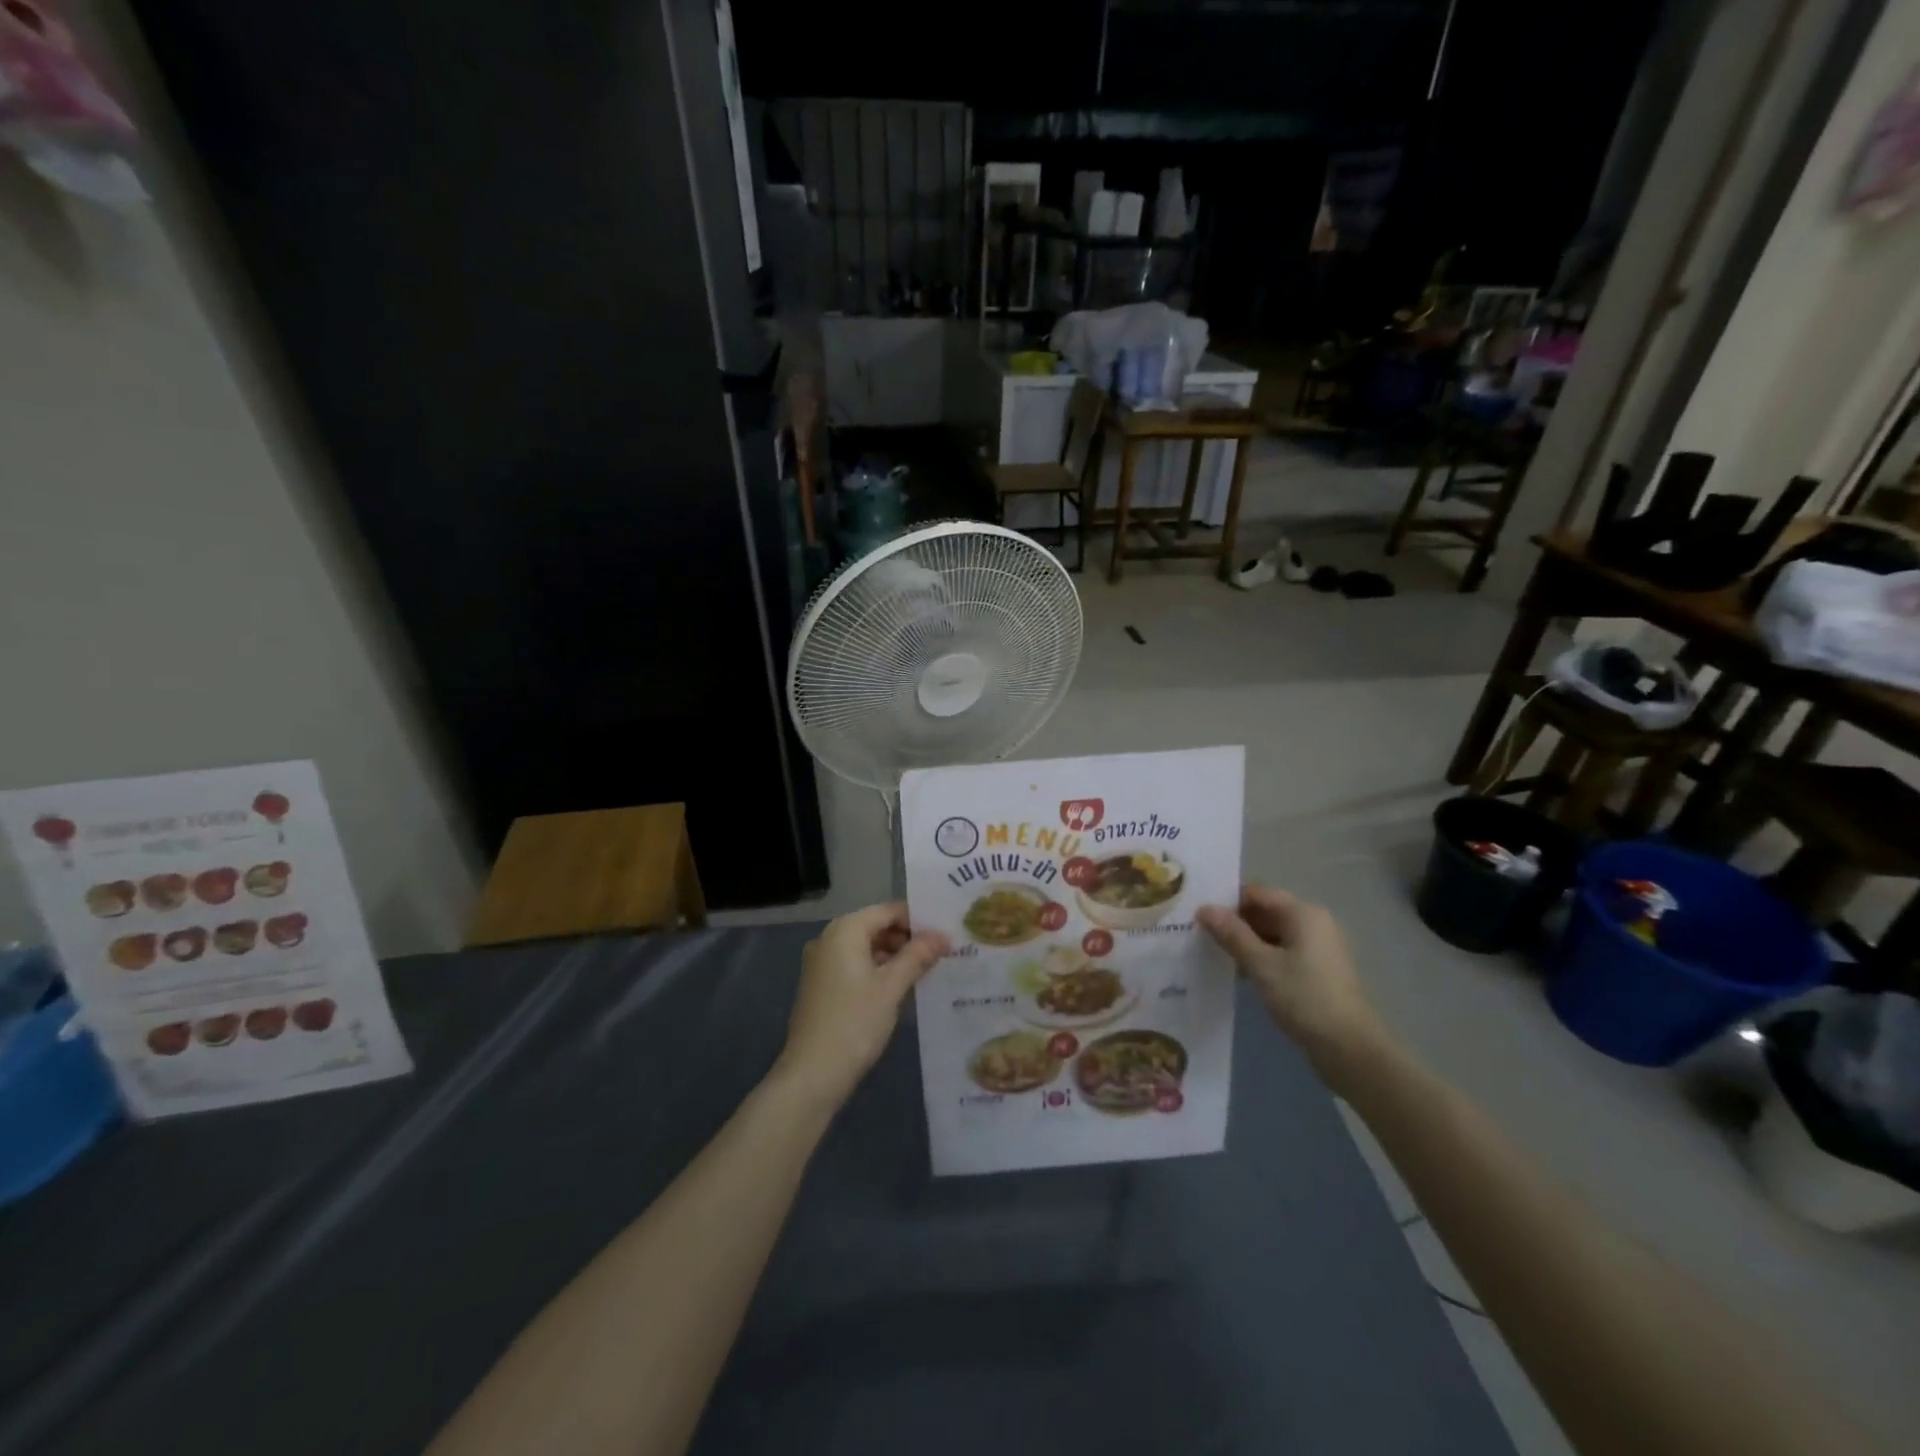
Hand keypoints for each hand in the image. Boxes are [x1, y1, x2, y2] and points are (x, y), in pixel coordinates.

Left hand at [773, 903, 948, 1110]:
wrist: (811, 1075)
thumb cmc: (854, 1023)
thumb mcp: (892, 987)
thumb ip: (918, 956)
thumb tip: (943, 935)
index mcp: (845, 930)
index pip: (888, 910)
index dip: (918, 919)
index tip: (945, 933)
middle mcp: (829, 938)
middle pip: (875, 926)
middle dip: (907, 938)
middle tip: (941, 953)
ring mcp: (822, 963)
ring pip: (865, 947)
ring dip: (894, 955)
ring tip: (927, 970)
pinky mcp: (821, 986)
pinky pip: (854, 965)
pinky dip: (877, 970)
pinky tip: (900, 987)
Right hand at [1199, 885, 1386, 1085]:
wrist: (1349, 1049)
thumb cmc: (1304, 998)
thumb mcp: (1260, 964)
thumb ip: (1232, 934)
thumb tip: (1204, 908)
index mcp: (1303, 913)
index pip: (1256, 893)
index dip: (1227, 901)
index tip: (1199, 915)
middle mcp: (1314, 922)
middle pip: (1266, 911)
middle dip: (1235, 922)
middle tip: (1201, 935)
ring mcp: (1319, 947)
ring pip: (1273, 933)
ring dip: (1247, 942)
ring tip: (1216, 955)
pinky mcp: (1319, 970)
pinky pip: (1284, 952)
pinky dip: (1263, 957)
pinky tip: (1242, 973)